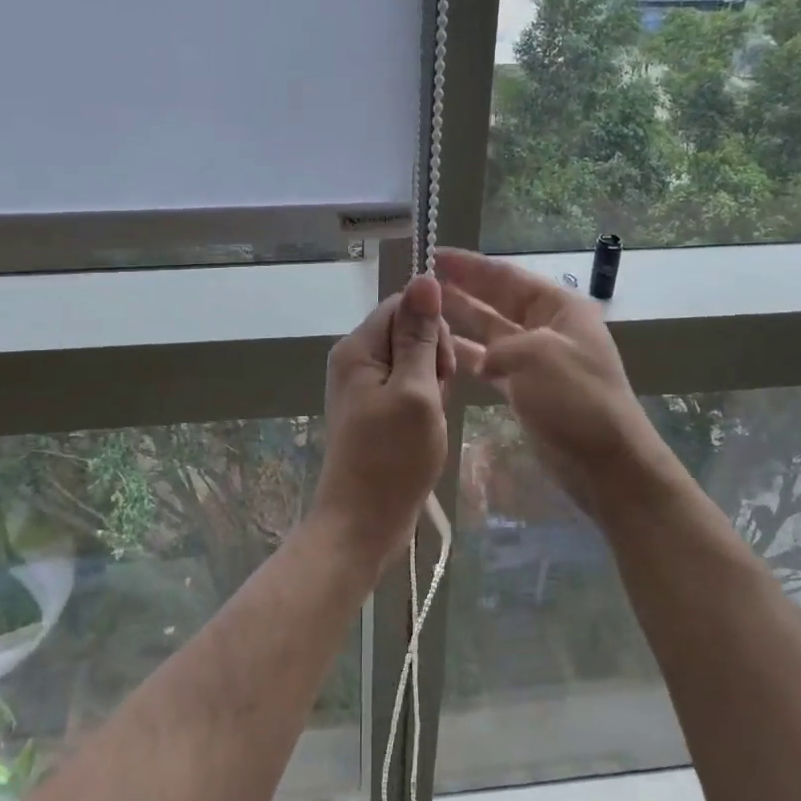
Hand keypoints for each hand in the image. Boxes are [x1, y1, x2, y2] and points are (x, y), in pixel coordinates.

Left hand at [314, 274, 453, 569]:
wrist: (363, 523)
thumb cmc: (392, 458)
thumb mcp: (415, 391)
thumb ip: (420, 335)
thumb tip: (424, 277)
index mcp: (358, 348)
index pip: (404, 306)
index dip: (433, 329)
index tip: (443, 368)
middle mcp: (356, 359)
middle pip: (408, 331)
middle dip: (434, 358)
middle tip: (437, 397)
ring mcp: (364, 386)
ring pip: (413, 360)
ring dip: (432, 382)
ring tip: (431, 417)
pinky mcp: (375, 408)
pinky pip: (408, 385)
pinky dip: (425, 400)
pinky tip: (427, 426)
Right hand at [435, 248, 670, 524]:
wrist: (606, 464)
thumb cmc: (577, 400)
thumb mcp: (538, 357)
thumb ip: (500, 346)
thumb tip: (482, 359)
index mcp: (559, 307)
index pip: (507, 276)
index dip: (470, 266)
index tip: (435, 255)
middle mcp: (548, 327)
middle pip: (497, 300)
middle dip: (462, 289)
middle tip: (420, 282)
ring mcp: (537, 359)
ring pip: (491, 331)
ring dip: (461, 321)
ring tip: (421, 312)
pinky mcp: (527, 388)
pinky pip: (491, 363)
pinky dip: (469, 356)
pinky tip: (440, 351)